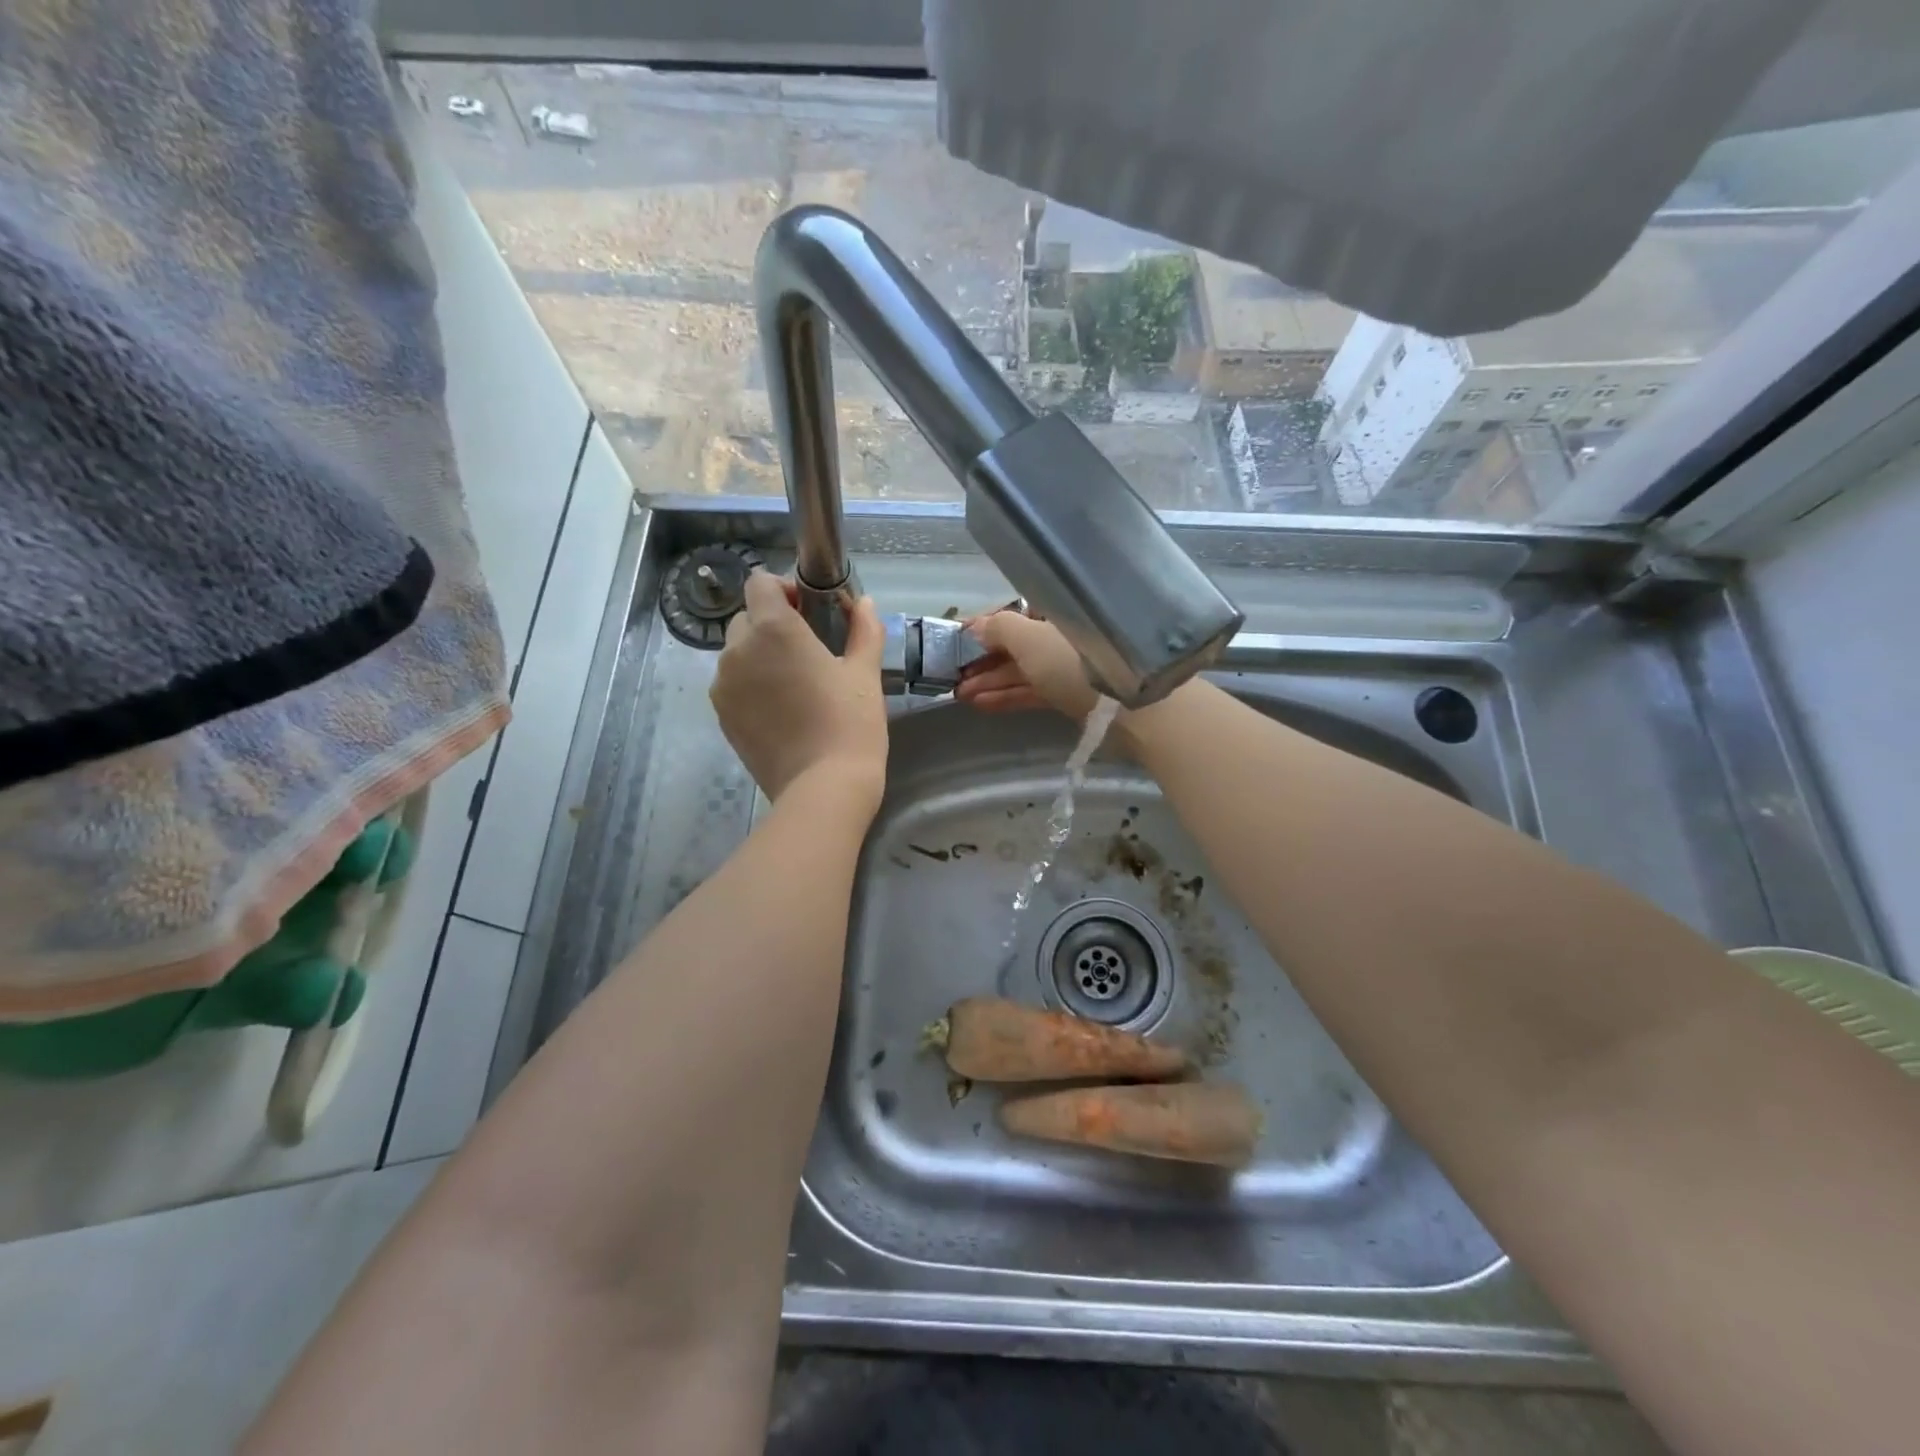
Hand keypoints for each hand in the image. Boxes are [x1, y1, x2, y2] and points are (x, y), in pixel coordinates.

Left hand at [710, 572, 888, 807]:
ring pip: (737, 653)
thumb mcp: (865, 673)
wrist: (823, 788)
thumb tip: (864, 603)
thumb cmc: (850, 724)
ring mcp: (724, 685)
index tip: (811, 611)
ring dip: (760, 655)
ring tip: (794, 683)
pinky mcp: (722, 716)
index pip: (760, 583)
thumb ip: (864, 629)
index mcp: (774, 629)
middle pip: (747, 617)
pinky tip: (781, 709)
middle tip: (808, 649)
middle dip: (772, 623)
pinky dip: (751, 685)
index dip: (785, 589)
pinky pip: (732, 684)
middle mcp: (738, 650)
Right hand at [954, 611, 1099, 720]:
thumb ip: (997, 628)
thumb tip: (973, 627)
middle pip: (1015, 644)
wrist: (1125, 706)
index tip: (955, 640)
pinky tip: (979, 704)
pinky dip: (1006, 696)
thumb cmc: (1071, 660)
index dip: (984, 626)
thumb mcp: (1028, 637)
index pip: (1014, 614)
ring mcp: (1066, 666)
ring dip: (989, 681)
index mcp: (1056, 610)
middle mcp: (1061, 634)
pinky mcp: (1069, 694)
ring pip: (1021, 670)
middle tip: (952, 675)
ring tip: (958, 694)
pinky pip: (1031, 690)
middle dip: (982, 660)